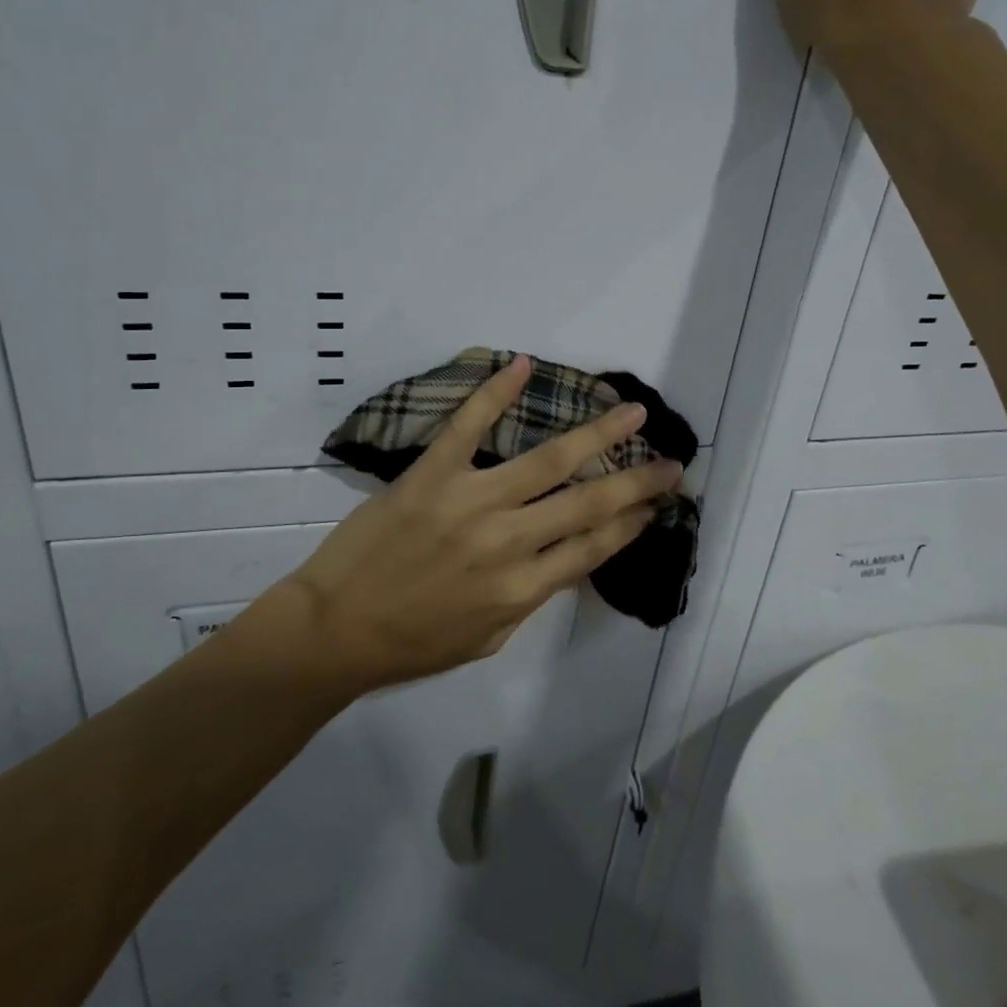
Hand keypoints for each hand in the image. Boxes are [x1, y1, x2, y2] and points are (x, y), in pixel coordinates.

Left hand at [275, 356, 683, 689]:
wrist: (334, 631)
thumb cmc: (411, 644)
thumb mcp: (486, 638)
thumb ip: (529, 598)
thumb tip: (562, 558)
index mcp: (523, 589)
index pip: (594, 547)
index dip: (632, 522)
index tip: (658, 503)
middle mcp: (508, 542)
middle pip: (588, 504)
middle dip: (637, 480)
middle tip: (673, 459)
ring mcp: (471, 502)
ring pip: (547, 461)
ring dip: (596, 433)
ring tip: (629, 410)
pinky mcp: (432, 474)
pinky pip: (469, 426)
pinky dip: (495, 391)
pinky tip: (523, 363)